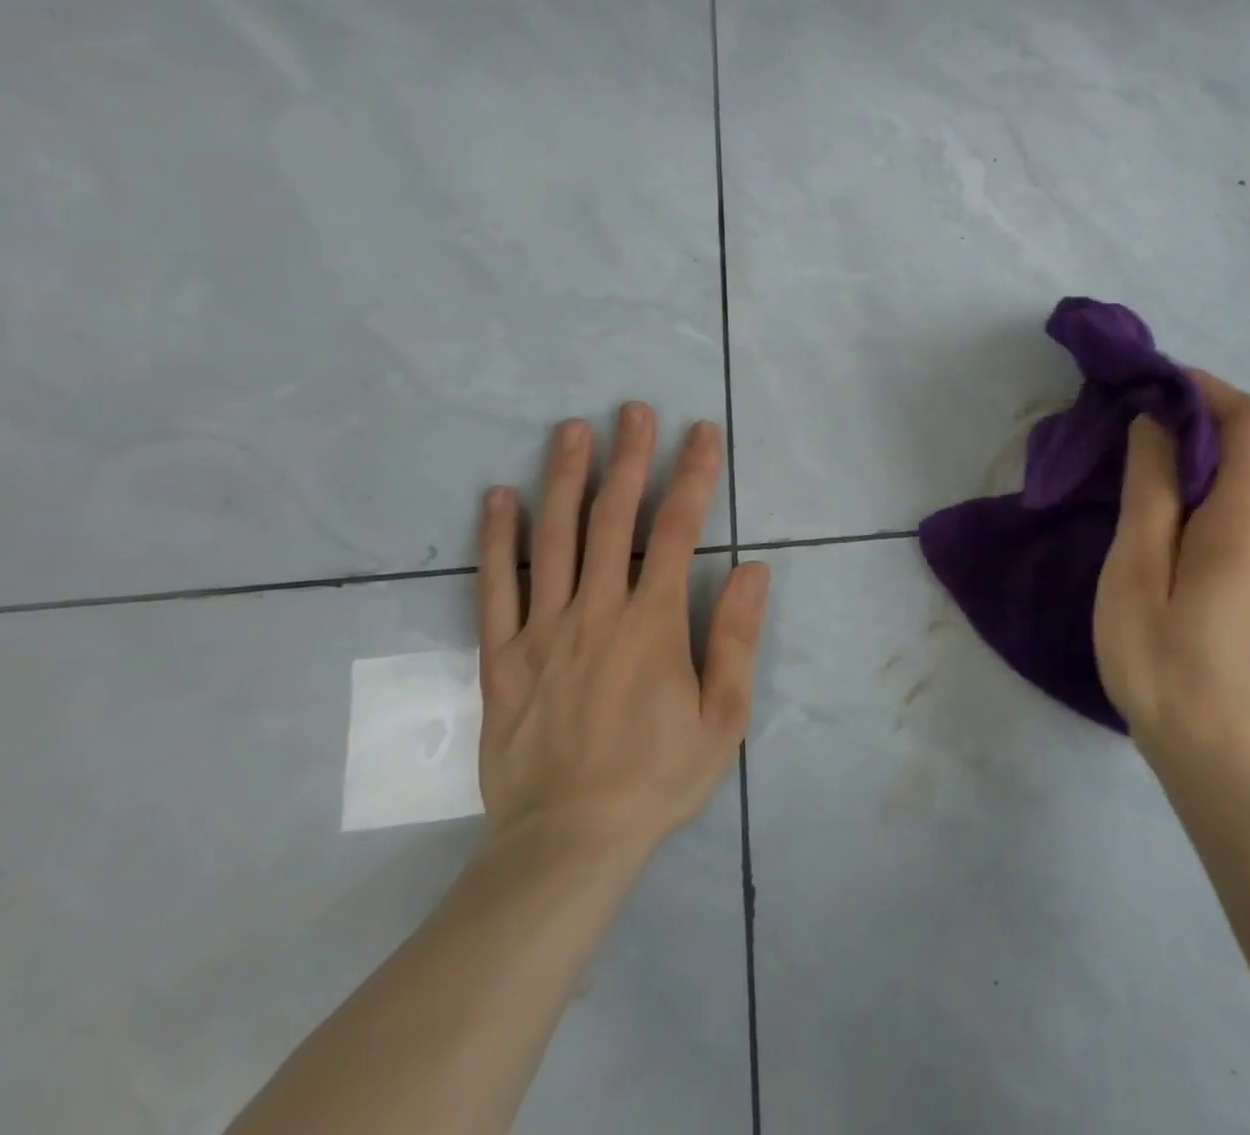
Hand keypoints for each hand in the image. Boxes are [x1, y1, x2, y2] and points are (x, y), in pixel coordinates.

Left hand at [475, 406, 769, 863]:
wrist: (568, 841)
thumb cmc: (658, 777)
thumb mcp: (722, 716)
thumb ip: (736, 637)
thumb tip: (754, 568)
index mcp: (653, 623)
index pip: (678, 530)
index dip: (693, 475)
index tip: (701, 433)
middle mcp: (597, 611)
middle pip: (614, 518)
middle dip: (628, 458)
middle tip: (632, 409)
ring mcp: (543, 630)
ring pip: (553, 539)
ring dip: (565, 478)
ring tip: (571, 429)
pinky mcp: (503, 656)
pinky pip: (496, 587)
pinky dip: (497, 539)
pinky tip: (499, 497)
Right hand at [1093, 371, 1249, 758]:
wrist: (1211, 747)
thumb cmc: (1163, 654)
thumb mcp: (1139, 564)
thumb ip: (1151, 487)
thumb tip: (1157, 422)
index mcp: (1246, 513)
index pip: (1247, 417)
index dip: (1202, 387)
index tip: (1146, 387)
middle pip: (1237, 446)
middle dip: (1181, 424)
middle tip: (1118, 432)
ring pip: (1229, 482)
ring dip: (1182, 463)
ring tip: (1124, 477)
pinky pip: (1227, 514)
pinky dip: (1191, 497)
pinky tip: (1150, 524)